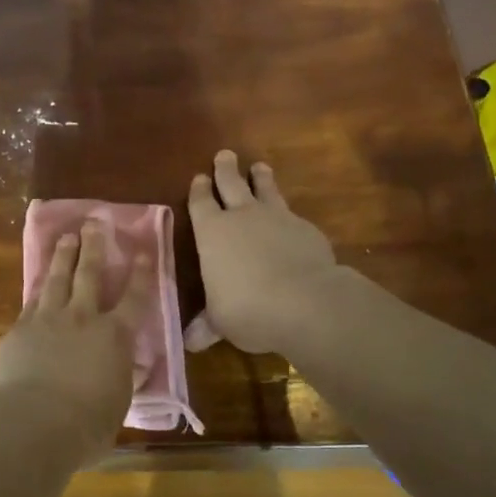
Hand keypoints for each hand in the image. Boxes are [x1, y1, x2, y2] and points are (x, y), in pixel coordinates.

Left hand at [0, 220, 152, 452]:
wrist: (31, 422)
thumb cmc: (85, 424)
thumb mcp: (116, 405)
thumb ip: (121, 380)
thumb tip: (129, 368)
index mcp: (114, 336)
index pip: (134, 298)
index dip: (141, 273)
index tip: (143, 250)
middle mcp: (82, 318)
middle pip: (89, 273)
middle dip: (94, 246)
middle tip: (94, 222)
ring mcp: (47, 319)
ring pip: (56, 278)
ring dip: (63, 255)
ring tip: (66, 237)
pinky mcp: (19, 329)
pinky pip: (31, 302)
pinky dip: (37, 289)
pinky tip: (37, 283)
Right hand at [188, 150, 339, 354]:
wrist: (305, 301)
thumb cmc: (247, 308)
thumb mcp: (220, 321)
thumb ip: (206, 325)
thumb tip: (189, 342)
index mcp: (212, 232)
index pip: (201, 203)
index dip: (199, 191)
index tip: (199, 178)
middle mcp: (242, 216)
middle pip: (232, 184)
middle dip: (226, 169)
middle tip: (225, 154)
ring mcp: (277, 218)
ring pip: (266, 189)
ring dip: (261, 178)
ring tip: (260, 167)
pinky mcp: (306, 228)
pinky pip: (293, 214)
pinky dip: (288, 214)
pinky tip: (292, 219)